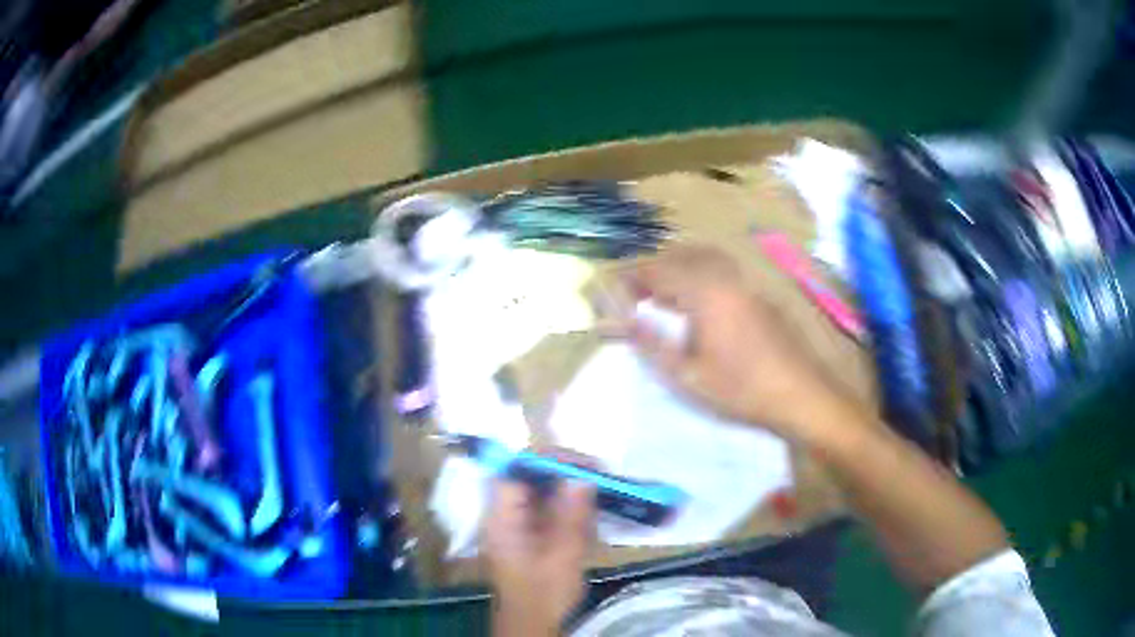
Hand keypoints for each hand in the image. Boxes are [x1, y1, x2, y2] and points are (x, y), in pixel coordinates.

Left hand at [484, 479, 594, 635]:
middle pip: (529, 477)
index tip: (583, 464)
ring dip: (571, 489)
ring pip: (542, 490)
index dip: (546, 460)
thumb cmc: (544, 595)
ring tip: (603, 493)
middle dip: (566, 472)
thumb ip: (571, 518)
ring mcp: (515, 523)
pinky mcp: (529, 532)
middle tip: (601, 477)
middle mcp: (504, 514)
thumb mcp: (563, 558)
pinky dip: (570, 507)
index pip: (515, 471)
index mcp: (502, 519)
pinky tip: (591, 515)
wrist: (532, 624)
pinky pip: (548, 507)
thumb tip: (582, 478)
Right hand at [624, 246, 850, 438]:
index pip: (656, 270)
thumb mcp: (687, 374)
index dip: (630, 277)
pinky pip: (723, 269)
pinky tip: (700, 304)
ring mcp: (746, 282)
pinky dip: (701, 274)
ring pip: (704, 257)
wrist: (799, 393)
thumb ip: (651, 343)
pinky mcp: (759, 293)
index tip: (611, 292)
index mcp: (704, 291)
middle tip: (636, 295)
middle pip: (680, 255)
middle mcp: (724, 276)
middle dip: (653, 269)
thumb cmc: (740, 389)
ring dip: (678, 268)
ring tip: (664, 297)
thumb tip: (620, 322)